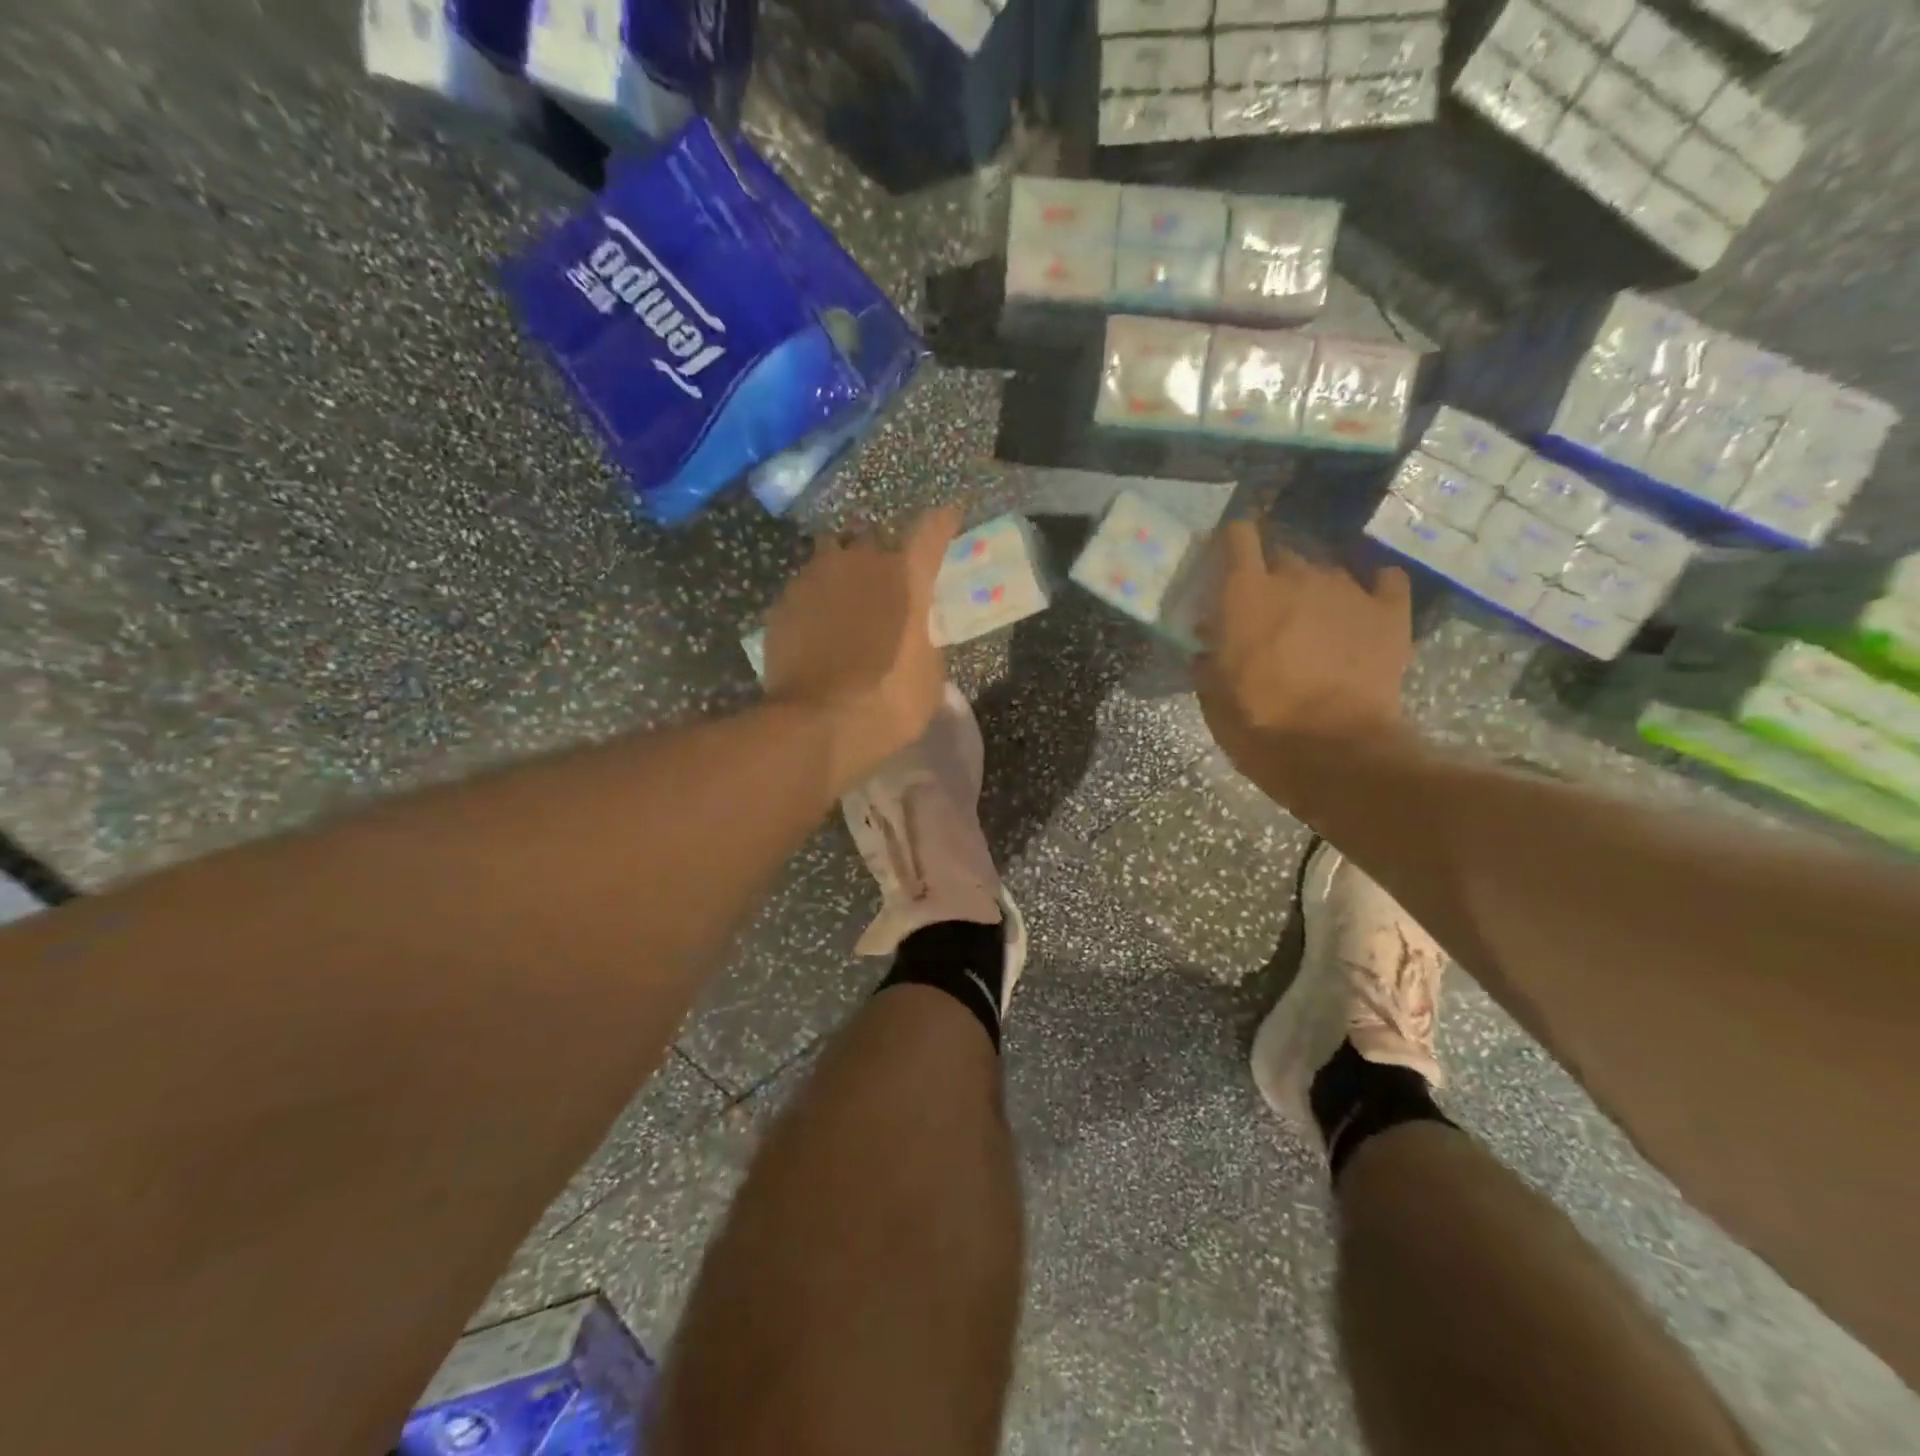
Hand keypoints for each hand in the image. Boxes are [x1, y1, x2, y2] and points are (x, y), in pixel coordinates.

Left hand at [763, 507, 960, 792]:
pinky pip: (805, 587)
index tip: (950, 514)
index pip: (931, 532)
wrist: (816, 724)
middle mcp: (859, 562)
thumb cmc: (888, 702)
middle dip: (884, 552)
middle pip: (875, 537)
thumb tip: (915, 635)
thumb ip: (924, 641)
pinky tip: (817, 624)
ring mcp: (814, 578)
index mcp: (905, 577)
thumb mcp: (928, 676)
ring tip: (846, 594)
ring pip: (832, 553)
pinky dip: (815, 598)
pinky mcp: (782, 602)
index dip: (943, 522)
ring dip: (843, 567)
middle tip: (888, 578)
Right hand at [1194, 521, 1412, 781]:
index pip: (1238, 537)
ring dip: (1315, 587)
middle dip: (1272, 573)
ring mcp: (1348, 590)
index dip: (1231, 541)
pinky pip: (1384, 580)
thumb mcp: (1214, 697)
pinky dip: (1372, 589)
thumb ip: (1207, 660)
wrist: (1336, 751)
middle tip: (1267, 607)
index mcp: (1247, 594)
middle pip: (1283, 552)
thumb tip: (1206, 646)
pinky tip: (1364, 607)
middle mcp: (1297, 577)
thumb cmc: (1261, 724)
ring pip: (1327, 569)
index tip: (1226, 558)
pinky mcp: (1390, 612)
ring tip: (1313, 618)